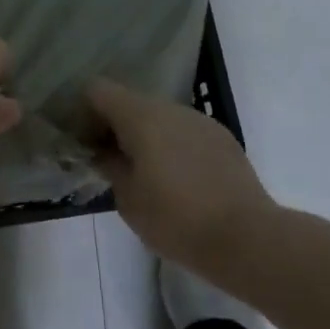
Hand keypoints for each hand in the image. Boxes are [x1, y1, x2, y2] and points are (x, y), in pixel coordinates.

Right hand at [86, 78, 272, 267]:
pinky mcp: (222, 137)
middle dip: (115, 126)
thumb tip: (104, 152)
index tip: (83, 141)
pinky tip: (179, 180)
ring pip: (160, 117)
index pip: (98, 90)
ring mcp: (200, 120)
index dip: (84, 110)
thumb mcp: (128, 199)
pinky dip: (173, 145)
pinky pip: (185, 131)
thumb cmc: (176, 219)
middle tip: (110, 161)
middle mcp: (170, 108)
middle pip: (130, 102)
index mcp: (141, 117)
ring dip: (146, 136)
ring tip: (146, 174)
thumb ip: (109, 166)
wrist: (247, 238)